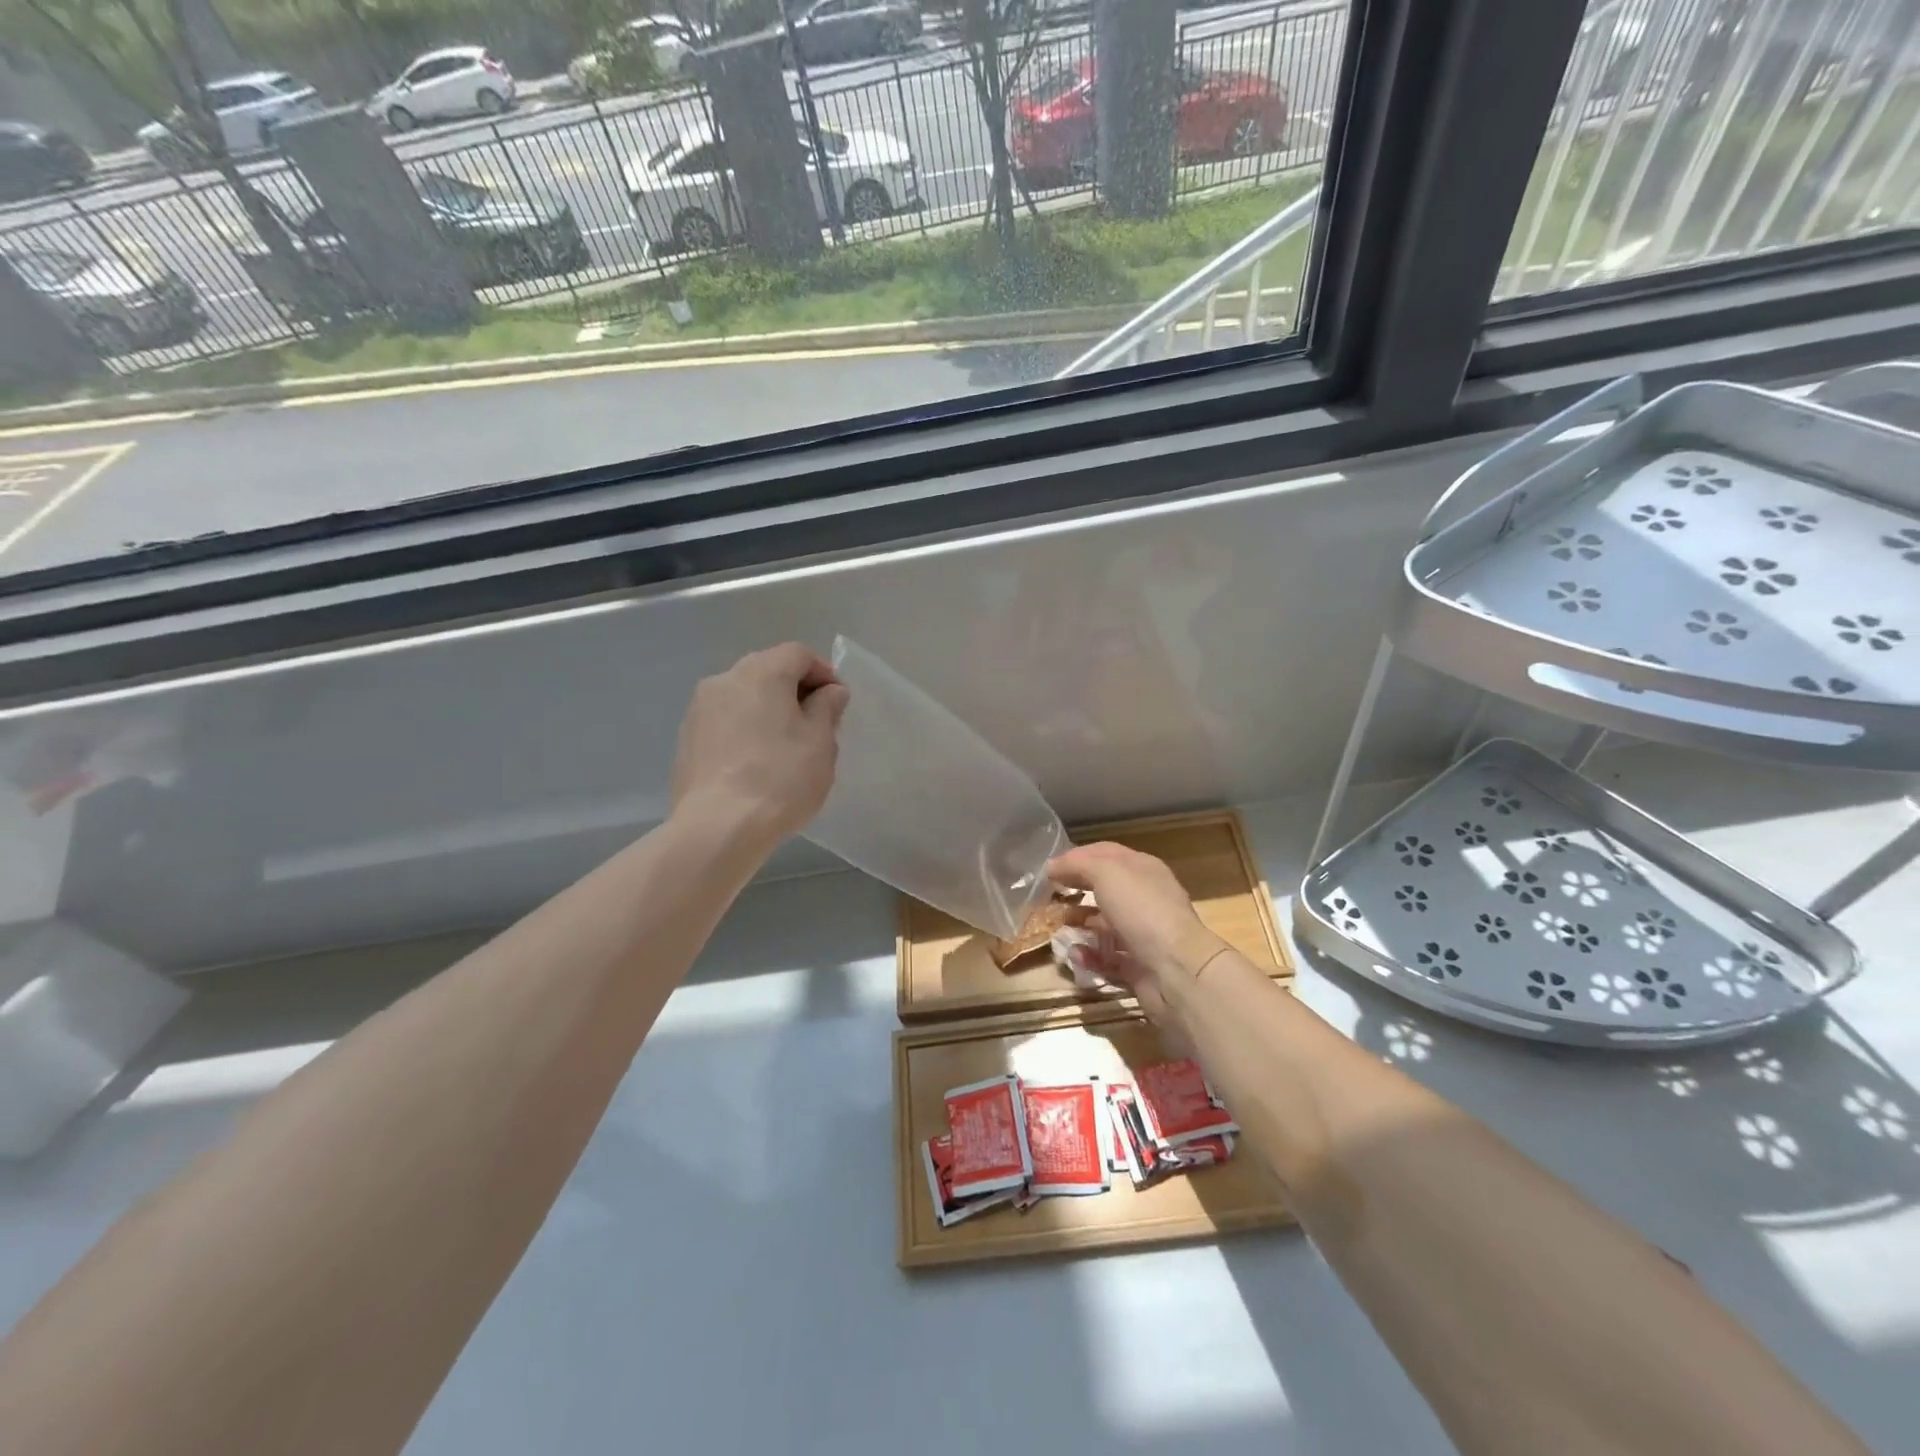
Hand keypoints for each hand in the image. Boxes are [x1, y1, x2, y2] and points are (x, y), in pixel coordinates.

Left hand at [671, 644, 848, 850]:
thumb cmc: (781, 778)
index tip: (838, 702)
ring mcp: (699, 710)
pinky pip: (725, 724)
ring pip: (743, 698)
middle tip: (817, 725)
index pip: (798, 654)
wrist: (719, 827)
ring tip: (786, 748)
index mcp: (761, 672)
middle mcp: (724, 680)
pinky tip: (756, 765)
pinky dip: (744, 732)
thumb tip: (829, 692)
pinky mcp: (686, 741)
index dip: (823, 673)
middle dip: (795, 692)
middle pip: (767, 672)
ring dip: (767, 712)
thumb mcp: (821, 742)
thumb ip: (827, 708)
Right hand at [1047, 842, 1227, 1024]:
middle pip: (1104, 888)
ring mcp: (1143, 933)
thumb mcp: (1106, 873)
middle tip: (1048, 898)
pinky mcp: (1139, 964)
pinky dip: (1089, 956)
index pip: (1105, 853)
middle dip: (1075, 891)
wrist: (1177, 970)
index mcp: (1143, 869)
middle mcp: (1145, 897)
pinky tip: (1075, 955)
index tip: (1049, 869)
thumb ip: (1077, 865)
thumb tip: (1053, 866)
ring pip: (1104, 924)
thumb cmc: (1142, 910)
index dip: (1076, 857)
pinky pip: (1107, 957)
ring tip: (1057, 929)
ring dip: (1079, 925)